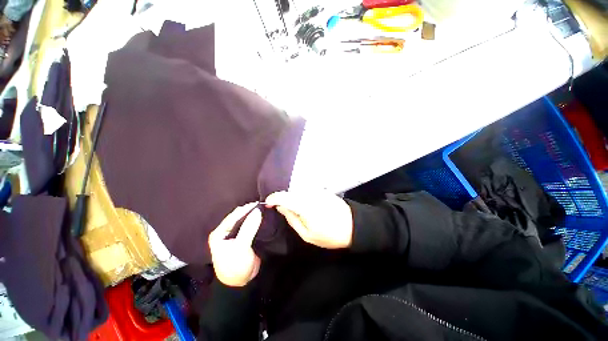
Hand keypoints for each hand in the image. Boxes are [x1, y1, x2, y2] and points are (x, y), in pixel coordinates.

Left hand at [208, 203, 261, 286]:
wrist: (241, 283)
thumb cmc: (236, 265)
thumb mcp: (241, 247)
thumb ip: (248, 228)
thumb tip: (258, 210)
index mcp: (219, 233)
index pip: (233, 216)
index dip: (245, 209)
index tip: (258, 203)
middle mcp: (225, 232)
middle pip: (238, 217)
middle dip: (249, 211)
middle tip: (262, 205)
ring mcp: (234, 236)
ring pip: (244, 221)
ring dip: (253, 215)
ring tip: (264, 209)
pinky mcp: (243, 239)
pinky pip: (249, 227)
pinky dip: (255, 221)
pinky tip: (262, 217)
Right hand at [265, 191, 353, 248]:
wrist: (353, 225)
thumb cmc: (329, 234)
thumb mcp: (307, 234)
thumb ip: (292, 219)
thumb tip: (281, 207)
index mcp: (304, 205)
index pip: (283, 196)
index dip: (273, 199)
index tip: (268, 204)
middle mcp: (309, 194)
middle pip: (290, 192)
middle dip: (282, 199)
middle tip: (280, 209)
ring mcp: (317, 190)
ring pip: (298, 190)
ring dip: (292, 197)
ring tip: (293, 208)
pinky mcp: (322, 190)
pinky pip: (306, 190)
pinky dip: (301, 196)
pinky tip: (304, 204)